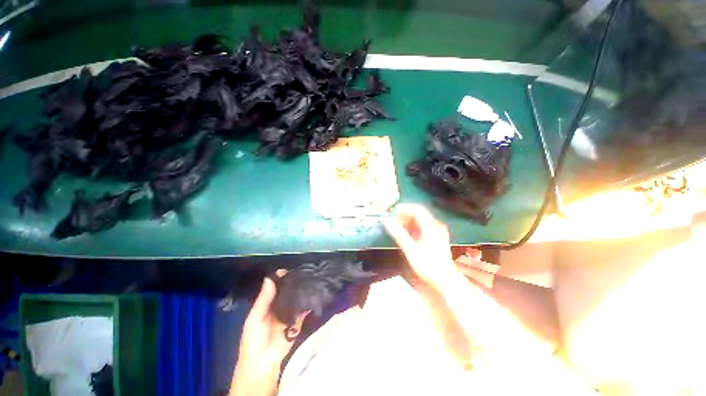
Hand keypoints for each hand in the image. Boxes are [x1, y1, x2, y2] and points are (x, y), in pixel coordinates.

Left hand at [230, 276, 307, 395]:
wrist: (263, 362)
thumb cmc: (254, 338)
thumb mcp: (255, 317)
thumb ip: (263, 299)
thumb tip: (270, 277)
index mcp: (267, 303)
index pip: (275, 286)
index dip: (281, 278)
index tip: (289, 269)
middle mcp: (279, 305)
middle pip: (288, 290)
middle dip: (294, 282)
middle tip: (304, 270)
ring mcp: (290, 313)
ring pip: (297, 298)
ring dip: (303, 290)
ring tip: (312, 278)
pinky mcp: (299, 321)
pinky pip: (305, 309)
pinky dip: (310, 302)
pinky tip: (315, 292)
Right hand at [384, 204, 457, 287]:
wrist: (445, 280)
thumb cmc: (428, 265)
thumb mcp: (411, 250)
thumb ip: (399, 234)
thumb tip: (387, 222)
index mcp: (431, 226)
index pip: (417, 210)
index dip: (404, 209)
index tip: (393, 213)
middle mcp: (436, 225)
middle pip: (419, 213)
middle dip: (405, 215)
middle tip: (393, 221)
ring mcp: (437, 231)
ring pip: (420, 220)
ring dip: (408, 221)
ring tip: (397, 227)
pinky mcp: (436, 237)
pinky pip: (423, 226)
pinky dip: (413, 227)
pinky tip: (406, 233)